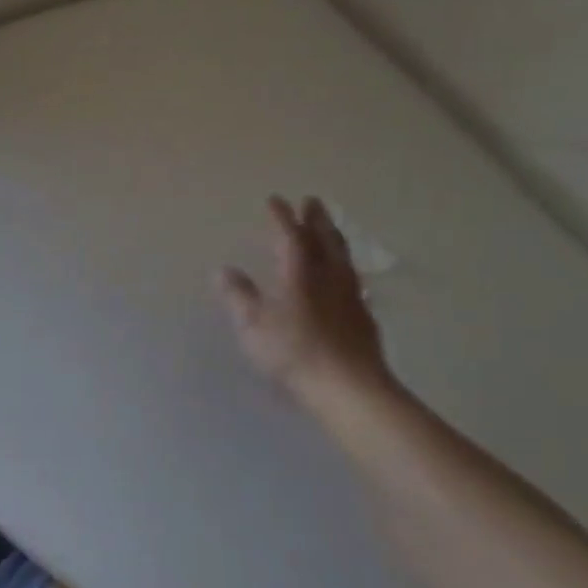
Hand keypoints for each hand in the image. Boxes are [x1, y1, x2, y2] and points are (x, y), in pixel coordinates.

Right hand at [218, 195, 393, 406]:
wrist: (348, 387)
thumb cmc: (293, 352)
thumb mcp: (253, 324)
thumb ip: (239, 296)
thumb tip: (223, 270)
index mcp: (299, 273)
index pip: (290, 236)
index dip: (281, 217)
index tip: (275, 200)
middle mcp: (328, 276)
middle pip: (324, 240)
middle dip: (316, 219)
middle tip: (313, 201)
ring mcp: (350, 296)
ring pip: (342, 257)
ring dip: (334, 238)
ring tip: (331, 229)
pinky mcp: (363, 316)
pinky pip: (353, 279)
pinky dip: (346, 267)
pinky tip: (346, 276)